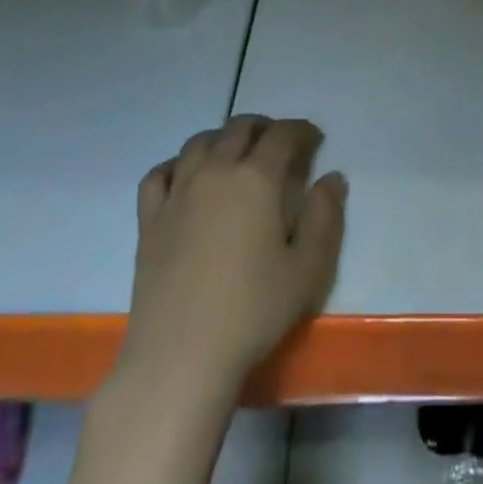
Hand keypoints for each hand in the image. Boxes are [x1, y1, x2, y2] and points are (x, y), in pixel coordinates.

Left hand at [123, 115, 346, 390]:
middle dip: (264, 127)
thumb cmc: (252, 311)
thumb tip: (332, 178)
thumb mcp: (308, 269)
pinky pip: (159, 173)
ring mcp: (178, 192)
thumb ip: (325, 217)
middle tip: (280, 145)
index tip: (315, 139)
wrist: (180, 356)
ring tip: (236, 154)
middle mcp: (216, 172)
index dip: (302, 130)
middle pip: (239, 128)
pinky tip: (186, 178)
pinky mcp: (149, 219)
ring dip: (223, 138)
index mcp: (257, 179)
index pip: (283, 135)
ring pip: (199, 142)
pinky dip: (177, 165)